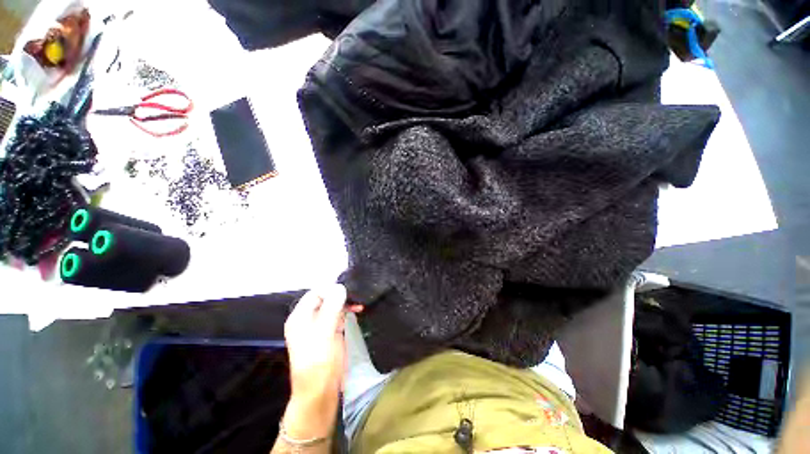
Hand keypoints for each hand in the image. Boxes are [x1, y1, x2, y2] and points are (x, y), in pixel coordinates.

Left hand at [281, 284, 361, 439]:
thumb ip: (332, 308)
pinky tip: (357, 310)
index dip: (331, 289)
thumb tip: (340, 287)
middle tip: (357, 295)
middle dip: (340, 294)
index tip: (348, 291)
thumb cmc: (319, 361)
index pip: (315, 292)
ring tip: (360, 303)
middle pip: (325, 297)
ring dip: (346, 302)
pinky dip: (348, 310)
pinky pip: (339, 315)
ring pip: (333, 305)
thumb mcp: (324, 332)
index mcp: (300, 317)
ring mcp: (320, 325)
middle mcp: (309, 318)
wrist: (320, 391)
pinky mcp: (330, 332)